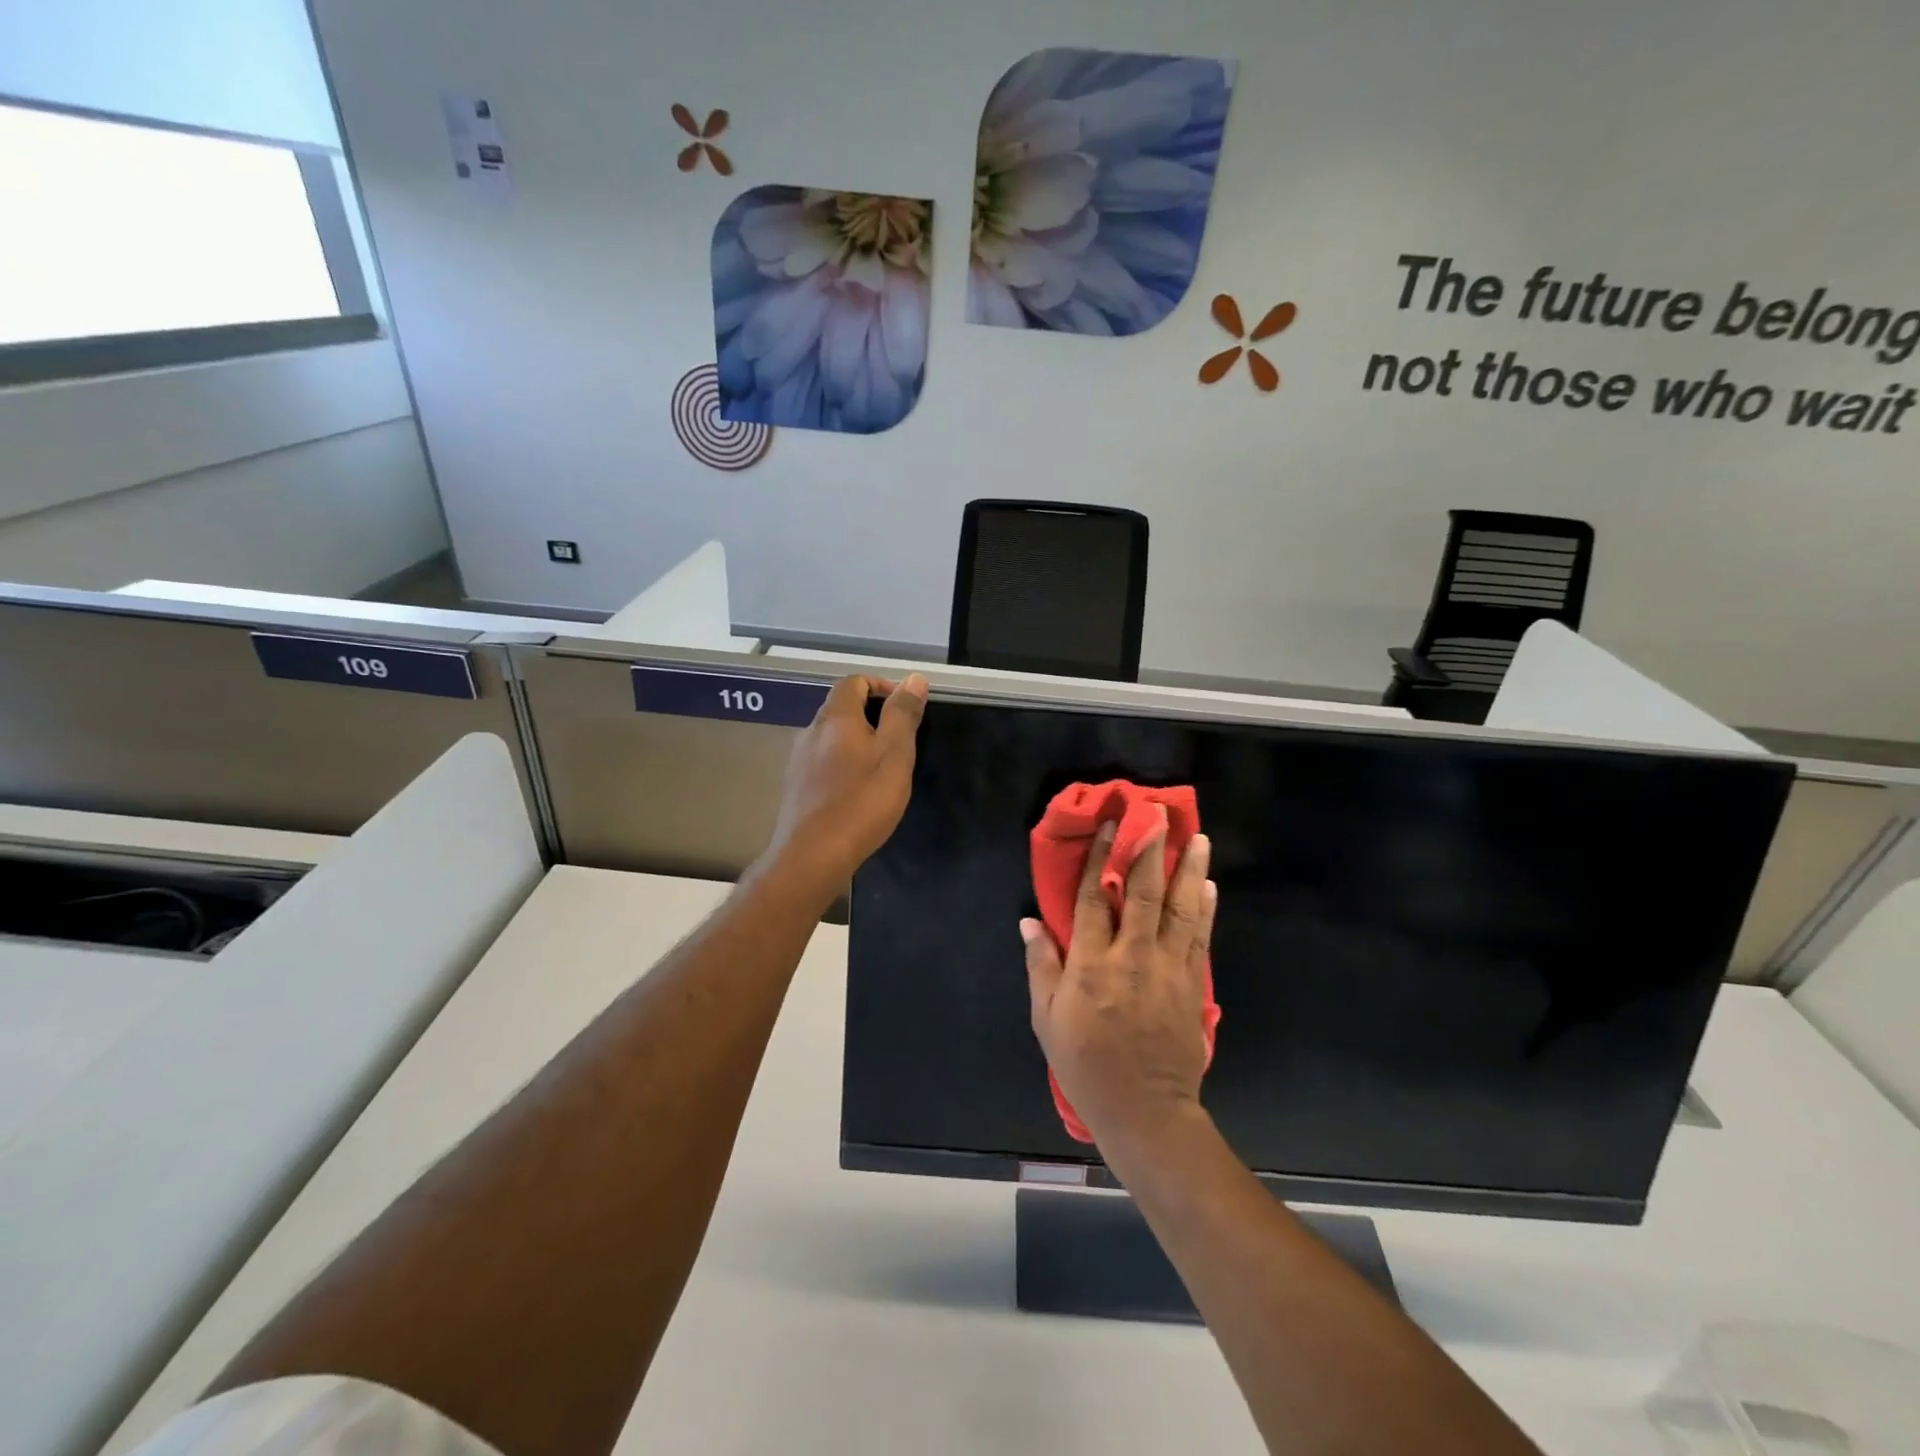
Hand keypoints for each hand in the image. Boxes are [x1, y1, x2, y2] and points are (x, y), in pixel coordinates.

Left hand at [762, 673, 926, 898]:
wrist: (812, 856)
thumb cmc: (861, 801)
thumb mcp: (894, 755)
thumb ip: (903, 715)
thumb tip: (914, 678)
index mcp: (835, 717)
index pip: (853, 682)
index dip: (881, 686)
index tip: (905, 708)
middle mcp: (811, 731)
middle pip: (841, 708)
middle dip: (872, 716)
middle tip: (900, 741)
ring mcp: (799, 760)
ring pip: (832, 737)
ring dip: (857, 743)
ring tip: (883, 769)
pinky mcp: (796, 787)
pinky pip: (823, 762)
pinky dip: (843, 765)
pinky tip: (858, 792)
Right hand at [1022, 815, 1216, 1153]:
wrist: (1145, 1112)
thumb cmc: (1086, 1066)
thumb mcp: (1047, 1020)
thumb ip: (1041, 967)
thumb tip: (1030, 922)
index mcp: (1091, 966)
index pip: (1092, 900)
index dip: (1100, 860)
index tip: (1110, 826)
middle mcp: (1132, 957)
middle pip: (1142, 893)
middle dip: (1150, 851)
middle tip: (1160, 815)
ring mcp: (1168, 969)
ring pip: (1180, 909)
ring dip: (1188, 870)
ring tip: (1198, 838)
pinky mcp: (1192, 985)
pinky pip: (1200, 937)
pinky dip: (1205, 908)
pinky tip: (1208, 885)